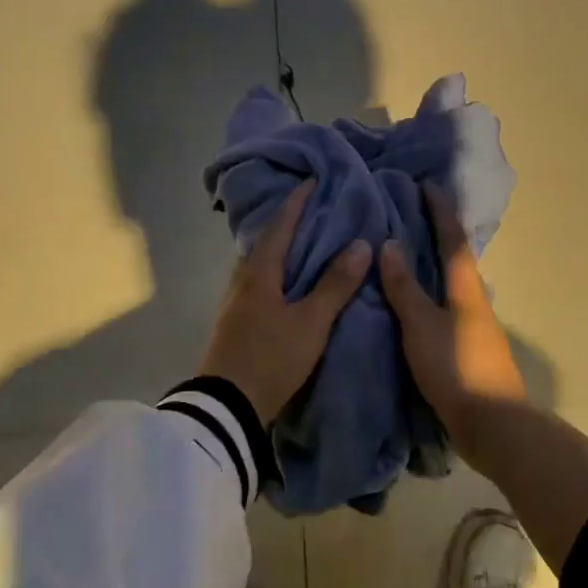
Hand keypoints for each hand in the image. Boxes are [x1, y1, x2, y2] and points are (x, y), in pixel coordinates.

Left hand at [198, 182, 371, 424]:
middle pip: (265, 241)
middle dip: (287, 222)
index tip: (313, 180)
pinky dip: (275, 272)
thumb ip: (335, 285)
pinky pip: (257, 283)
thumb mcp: (311, 322)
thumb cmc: (271, 358)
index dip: (297, 202)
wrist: (227, 407)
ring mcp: (234, 302)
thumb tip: (360, 244)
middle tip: (313, 210)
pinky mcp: (234, 322)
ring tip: (305, 244)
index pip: (280, 225)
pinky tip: (288, 283)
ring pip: (259, 263)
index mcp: (258, 272)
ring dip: (280, 249)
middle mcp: (241, 280)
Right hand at [379, 181, 525, 433]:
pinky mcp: (467, 347)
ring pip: (450, 283)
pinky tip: (413, 300)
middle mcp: (474, 299)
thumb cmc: (456, 368)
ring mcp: (474, 324)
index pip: (451, 238)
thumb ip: (404, 287)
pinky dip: (429, 292)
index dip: (439, 209)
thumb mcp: (421, 325)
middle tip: (409, 213)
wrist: (493, 424)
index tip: (426, 184)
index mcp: (466, 287)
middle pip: (454, 257)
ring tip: (404, 252)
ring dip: (432, 263)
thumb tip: (389, 244)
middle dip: (436, 232)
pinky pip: (445, 306)